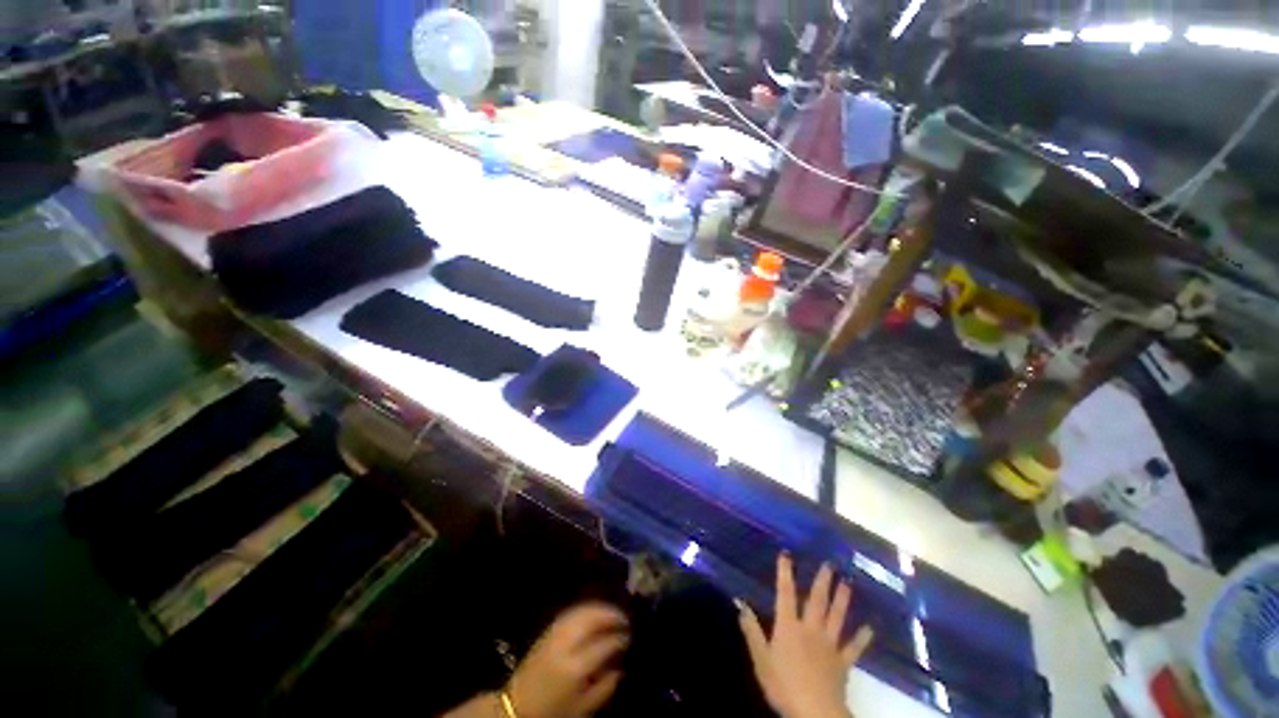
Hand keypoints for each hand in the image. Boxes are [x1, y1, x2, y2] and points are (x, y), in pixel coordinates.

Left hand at [506, 603, 629, 717]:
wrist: (517, 707)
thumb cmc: (553, 712)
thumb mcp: (583, 709)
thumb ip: (605, 687)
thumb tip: (621, 667)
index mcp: (575, 667)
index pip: (604, 644)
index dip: (620, 638)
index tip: (630, 637)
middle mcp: (565, 645)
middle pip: (592, 619)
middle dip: (611, 614)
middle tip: (625, 618)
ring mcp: (554, 634)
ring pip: (581, 610)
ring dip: (599, 608)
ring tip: (613, 613)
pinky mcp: (548, 630)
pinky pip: (571, 612)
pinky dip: (585, 609)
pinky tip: (594, 612)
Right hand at [738, 555, 873, 717]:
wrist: (814, 711)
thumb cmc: (782, 684)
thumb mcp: (760, 658)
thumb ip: (752, 630)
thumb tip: (740, 603)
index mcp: (788, 626)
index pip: (785, 594)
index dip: (785, 573)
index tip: (787, 554)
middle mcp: (810, 629)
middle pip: (817, 601)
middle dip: (822, 581)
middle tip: (830, 564)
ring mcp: (829, 645)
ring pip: (836, 617)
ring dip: (842, 599)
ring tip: (848, 583)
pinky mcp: (842, 662)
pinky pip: (853, 647)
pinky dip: (862, 638)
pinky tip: (870, 628)